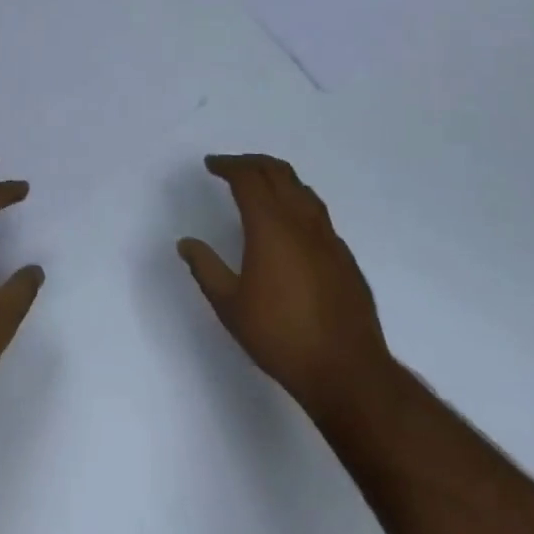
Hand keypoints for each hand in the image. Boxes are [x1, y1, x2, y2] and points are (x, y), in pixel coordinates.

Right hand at [178, 154, 391, 420]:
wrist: (347, 370)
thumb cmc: (281, 336)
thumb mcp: (230, 306)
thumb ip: (206, 269)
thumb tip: (186, 243)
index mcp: (270, 225)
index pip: (248, 178)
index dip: (228, 166)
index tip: (211, 165)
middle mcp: (301, 220)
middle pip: (277, 172)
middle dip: (251, 163)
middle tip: (231, 168)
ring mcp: (327, 236)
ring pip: (301, 188)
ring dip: (277, 178)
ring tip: (260, 186)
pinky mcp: (344, 255)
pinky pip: (317, 212)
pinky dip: (297, 202)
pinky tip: (291, 224)